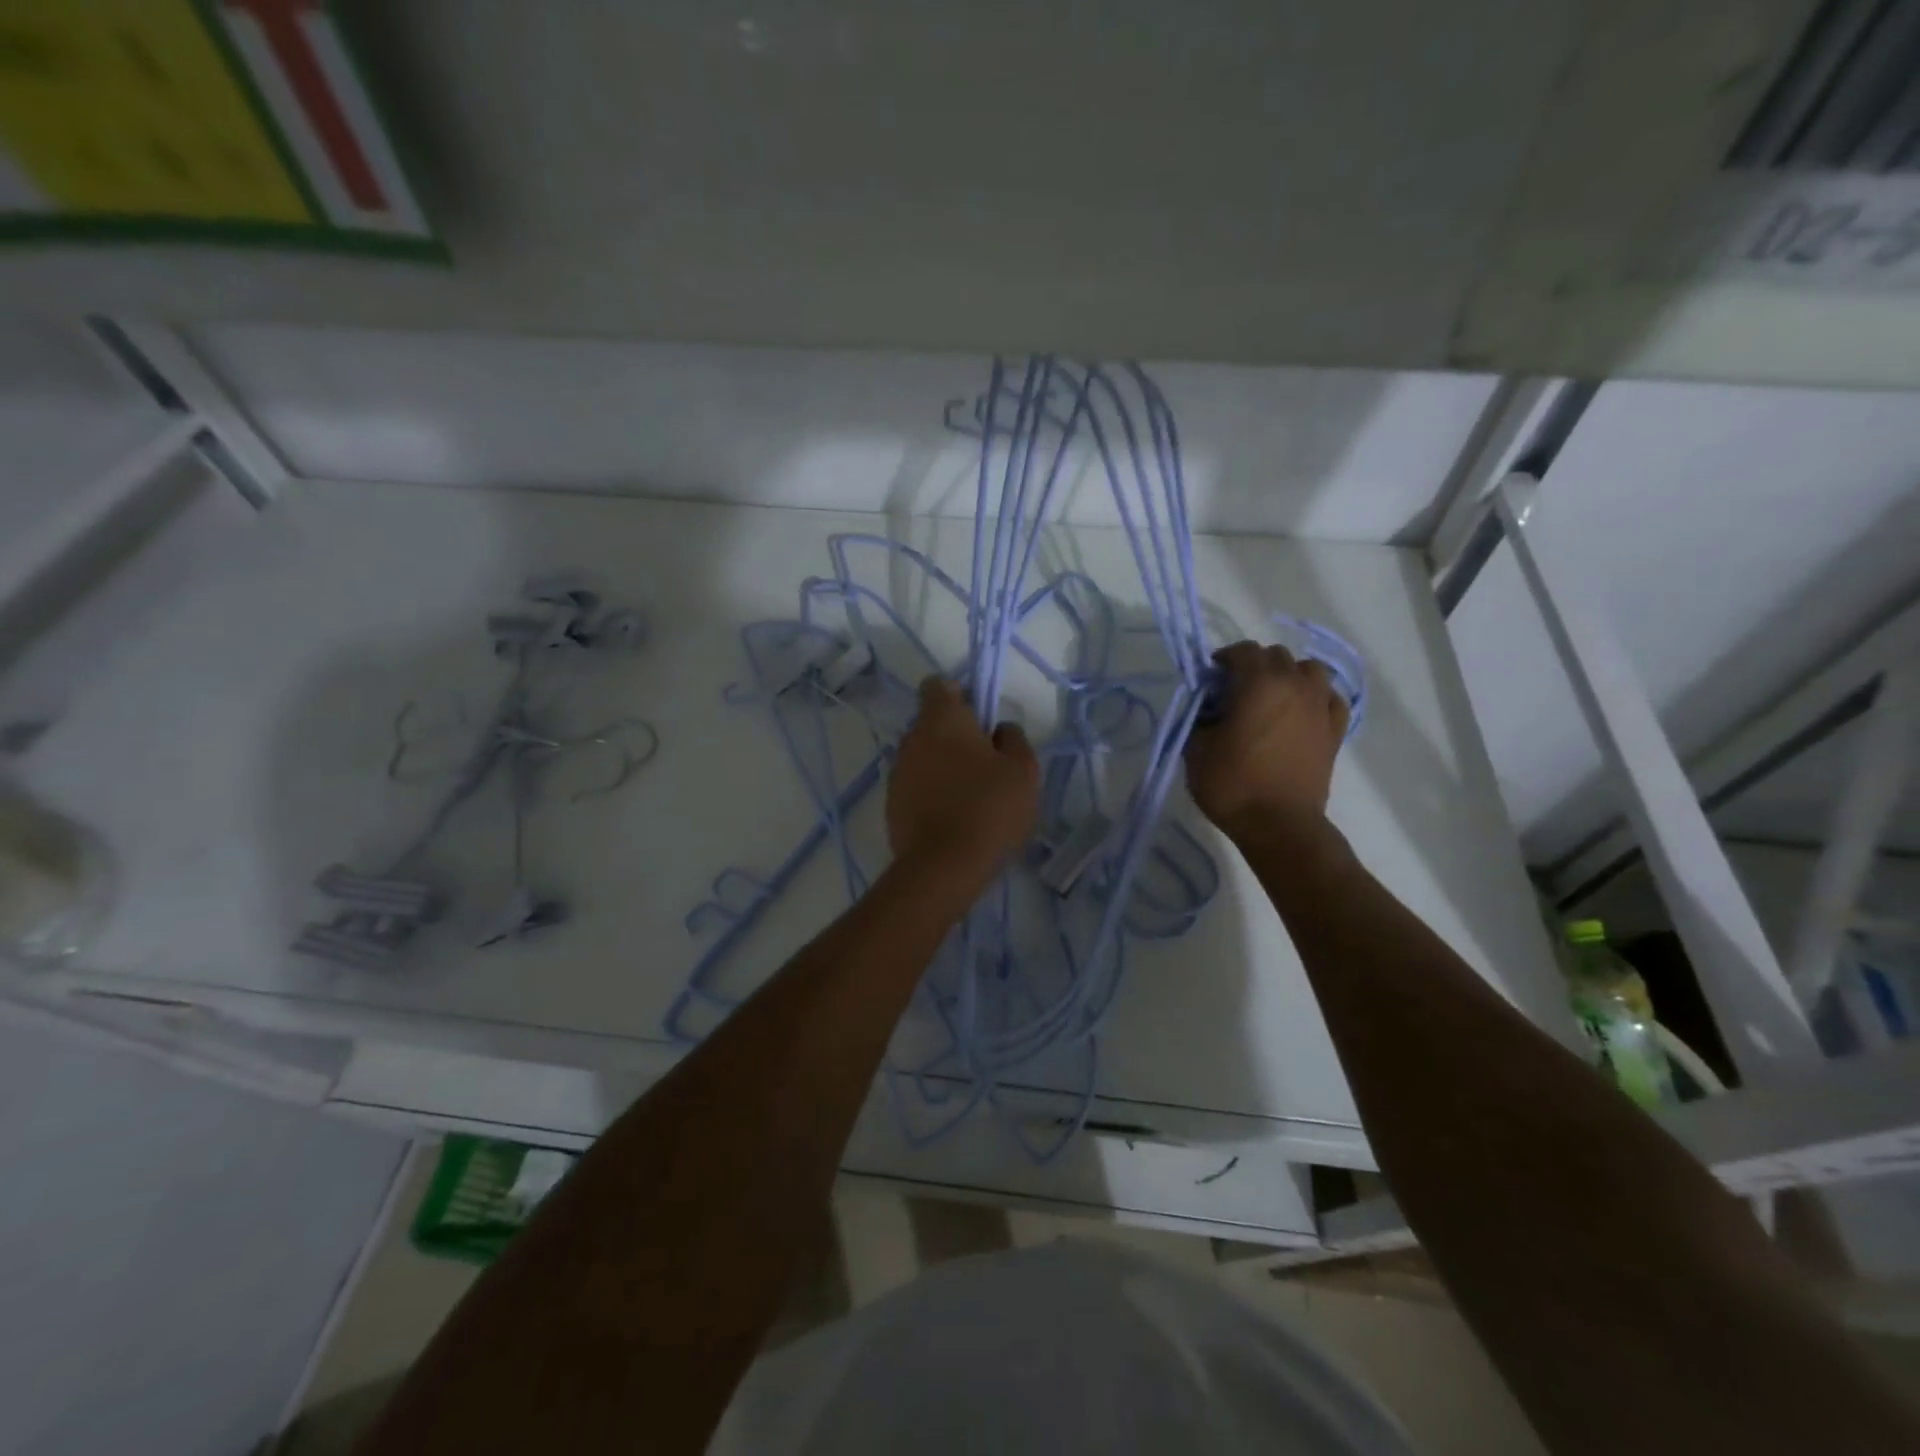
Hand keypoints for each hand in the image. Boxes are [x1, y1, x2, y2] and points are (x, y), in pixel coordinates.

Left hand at [887, 678, 1039, 889]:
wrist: (944, 867)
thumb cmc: (989, 808)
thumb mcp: (1023, 770)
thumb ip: (1014, 739)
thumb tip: (999, 729)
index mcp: (942, 720)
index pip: (938, 686)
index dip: (960, 695)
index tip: (981, 719)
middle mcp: (912, 739)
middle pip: (932, 724)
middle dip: (956, 737)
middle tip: (987, 764)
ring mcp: (897, 773)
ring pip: (923, 757)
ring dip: (943, 767)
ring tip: (972, 797)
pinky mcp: (891, 805)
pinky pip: (915, 787)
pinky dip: (932, 794)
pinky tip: (954, 819)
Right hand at [1185, 640, 1348, 840]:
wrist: (1279, 825)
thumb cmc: (1232, 785)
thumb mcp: (1196, 750)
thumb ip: (1199, 718)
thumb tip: (1208, 709)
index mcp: (1259, 683)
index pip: (1243, 651)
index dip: (1224, 658)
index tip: (1211, 677)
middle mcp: (1295, 685)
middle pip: (1277, 655)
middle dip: (1255, 665)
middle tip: (1237, 689)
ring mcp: (1320, 707)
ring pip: (1310, 670)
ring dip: (1289, 675)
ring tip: (1273, 695)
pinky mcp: (1335, 730)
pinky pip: (1330, 697)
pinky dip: (1315, 697)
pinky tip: (1302, 711)